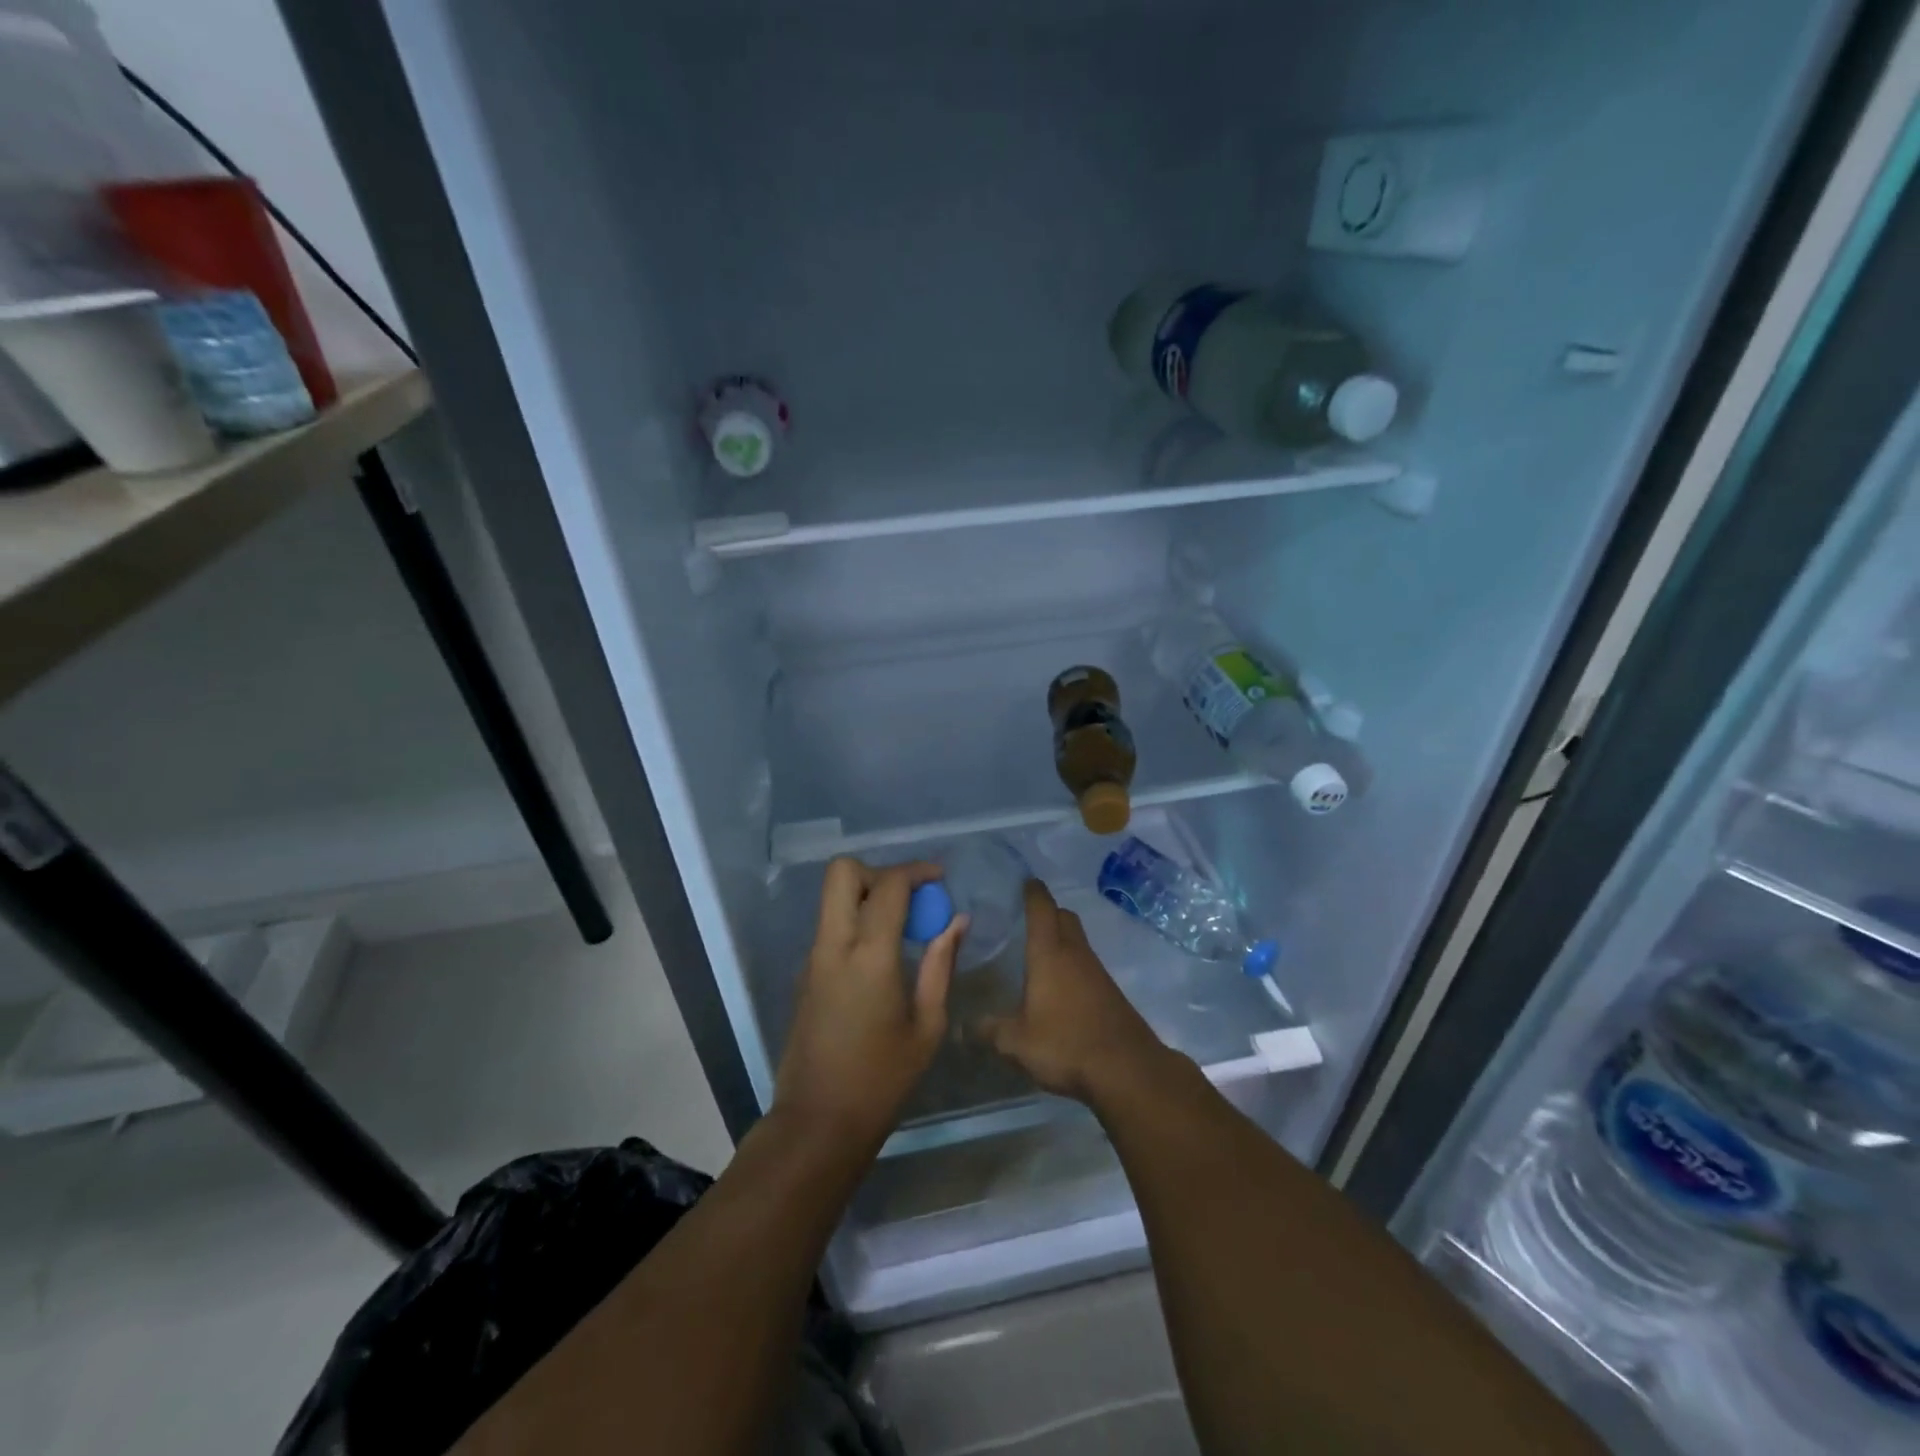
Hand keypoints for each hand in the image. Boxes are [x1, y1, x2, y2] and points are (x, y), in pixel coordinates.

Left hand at [774, 857, 965, 1146]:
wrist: (818, 1122)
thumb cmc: (882, 1079)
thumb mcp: (927, 1026)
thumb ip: (941, 965)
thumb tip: (957, 922)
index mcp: (869, 955)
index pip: (888, 885)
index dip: (916, 871)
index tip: (940, 878)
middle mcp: (834, 945)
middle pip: (842, 872)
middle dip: (878, 871)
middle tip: (909, 898)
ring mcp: (813, 958)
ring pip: (832, 897)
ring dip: (866, 895)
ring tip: (902, 926)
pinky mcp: (804, 974)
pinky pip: (830, 926)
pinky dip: (855, 920)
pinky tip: (882, 955)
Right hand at [980, 879, 1171, 1103]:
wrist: (1127, 1069)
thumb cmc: (1065, 1044)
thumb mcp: (1016, 1043)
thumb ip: (989, 1031)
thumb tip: (962, 1028)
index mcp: (1049, 953)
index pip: (1041, 908)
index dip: (1032, 891)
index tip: (1024, 880)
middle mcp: (1075, 953)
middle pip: (1064, 917)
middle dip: (1048, 911)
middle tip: (1026, 917)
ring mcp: (1096, 972)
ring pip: (1077, 941)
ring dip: (1061, 939)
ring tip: (1038, 952)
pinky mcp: (1110, 992)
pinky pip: (1086, 964)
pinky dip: (1072, 963)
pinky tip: (1059, 986)